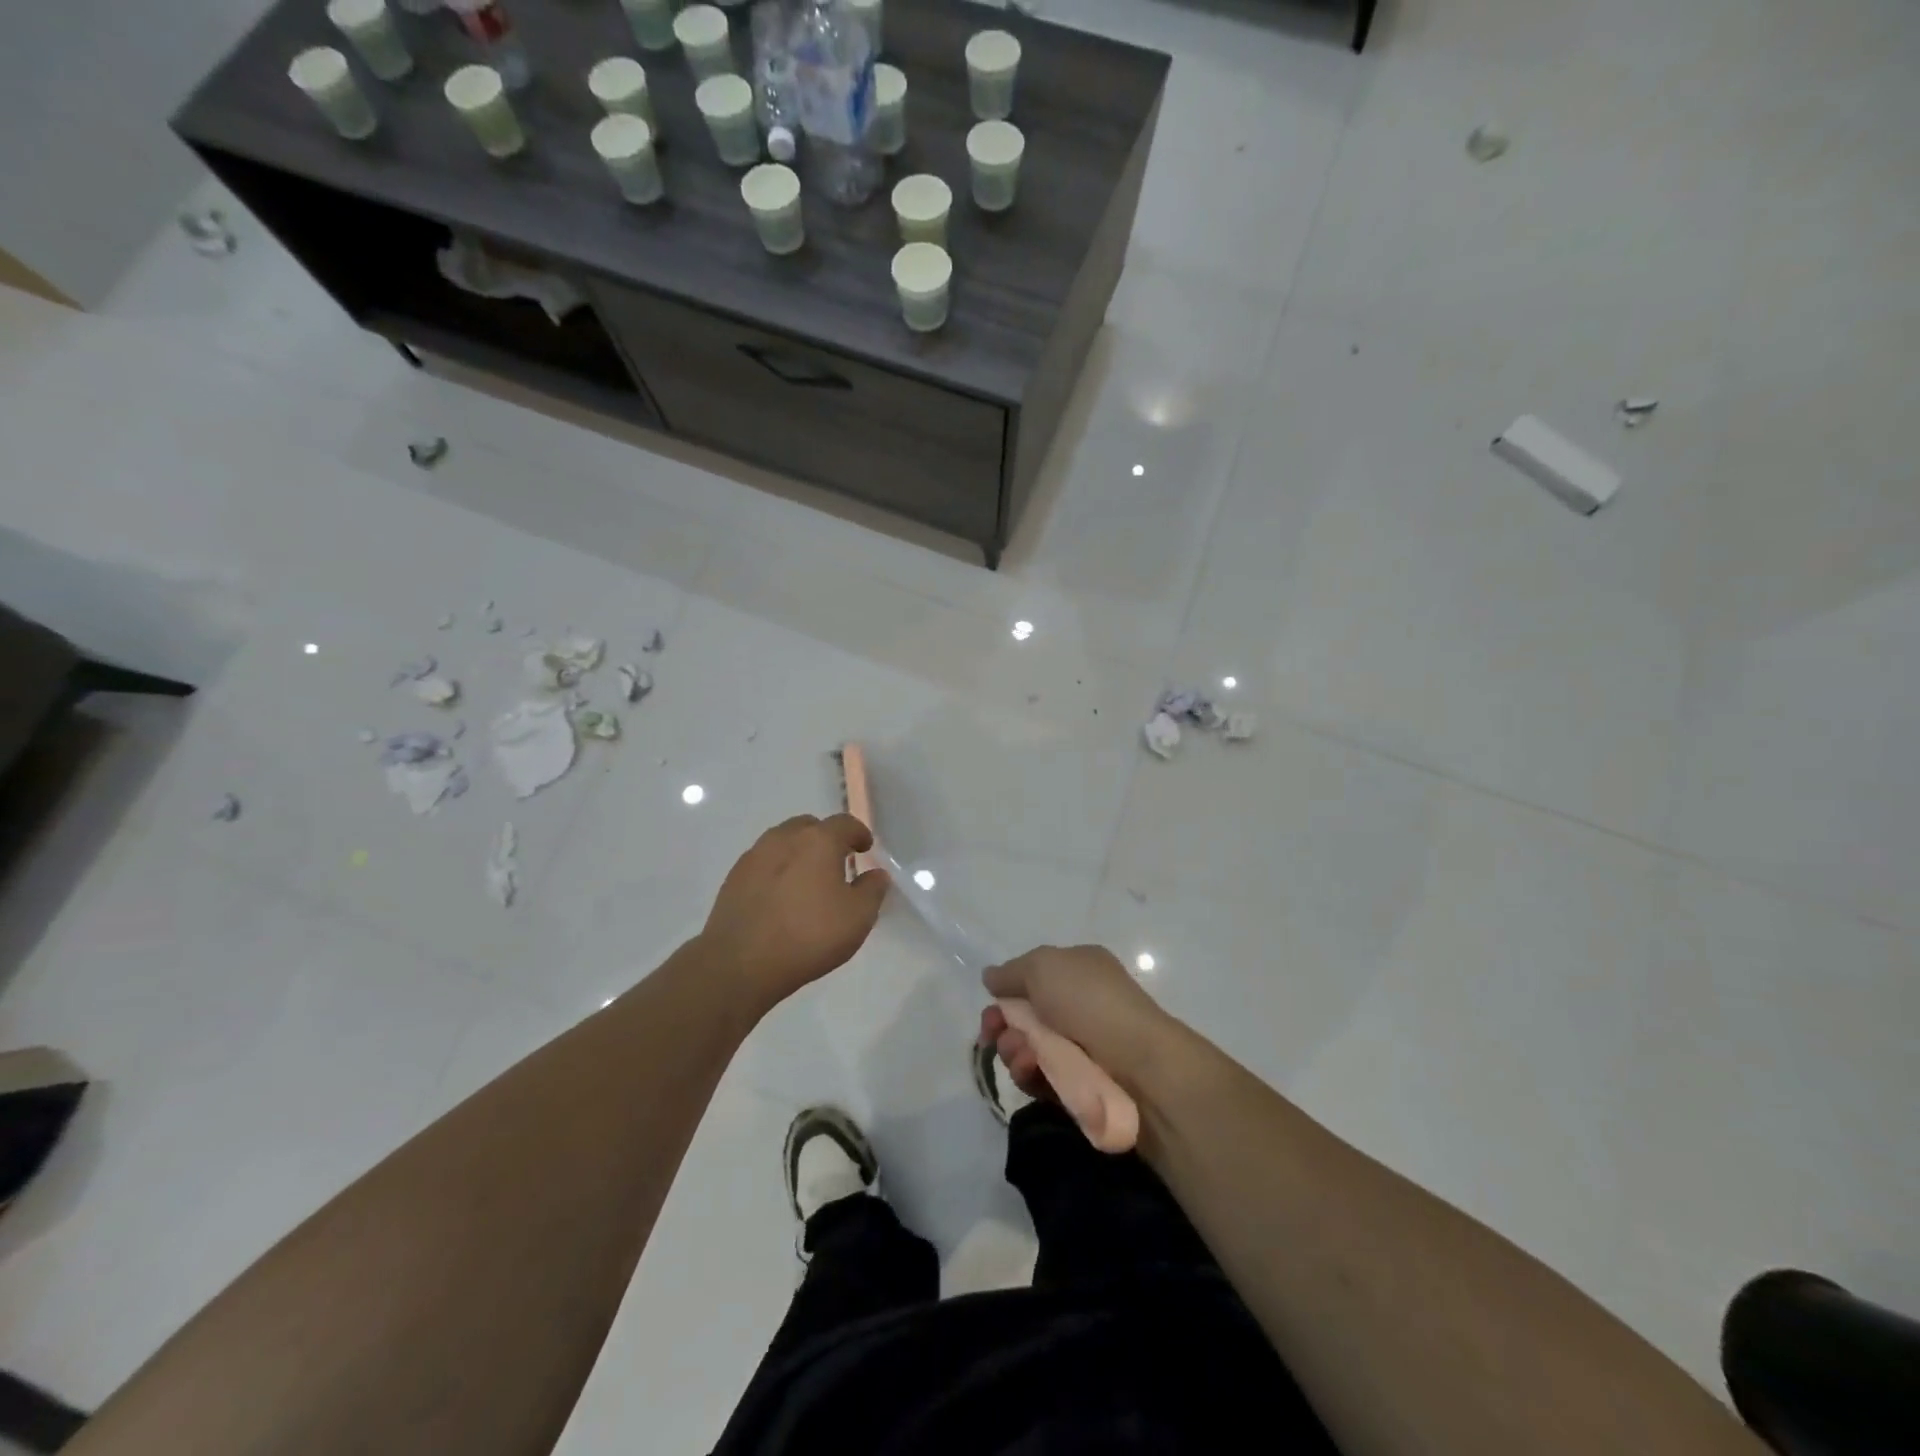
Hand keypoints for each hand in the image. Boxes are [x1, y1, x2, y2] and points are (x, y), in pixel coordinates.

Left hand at [699, 814, 888, 1013]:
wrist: (740, 963)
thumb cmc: (809, 936)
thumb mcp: (858, 918)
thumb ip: (872, 890)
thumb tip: (876, 874)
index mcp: (818, 840)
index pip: (845, 823)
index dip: (859, 833)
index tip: (865, 848)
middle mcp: (785, 838)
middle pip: (810, 826)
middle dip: (826, 838)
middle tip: (836, 862)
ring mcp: (755, 855)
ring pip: (783, 841)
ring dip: (799, 852)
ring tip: (807, 880)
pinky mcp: (734, 877)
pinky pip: (763, 862)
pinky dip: (777, 870)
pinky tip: (780, 896)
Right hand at [979, 945, 1177, 1101]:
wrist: (1140, 1066)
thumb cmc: (1091, 1002)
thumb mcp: (1044, 966)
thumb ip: (1011, 971)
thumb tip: (991, 978)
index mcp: (1077, 970)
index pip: (1032, 978)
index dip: (1006, 993)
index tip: (990, 1007)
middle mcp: (1079, 1005)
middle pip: (1024, 1016)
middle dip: (1004, 1026)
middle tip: (995, 1036)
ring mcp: (1081, 1046)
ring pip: (1029, 1049)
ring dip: (1014, 1051)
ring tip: (1023, 1057)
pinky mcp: (1080, 1084)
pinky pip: (1042, 1079)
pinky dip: (1031, 1075)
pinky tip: (1032, 1073)